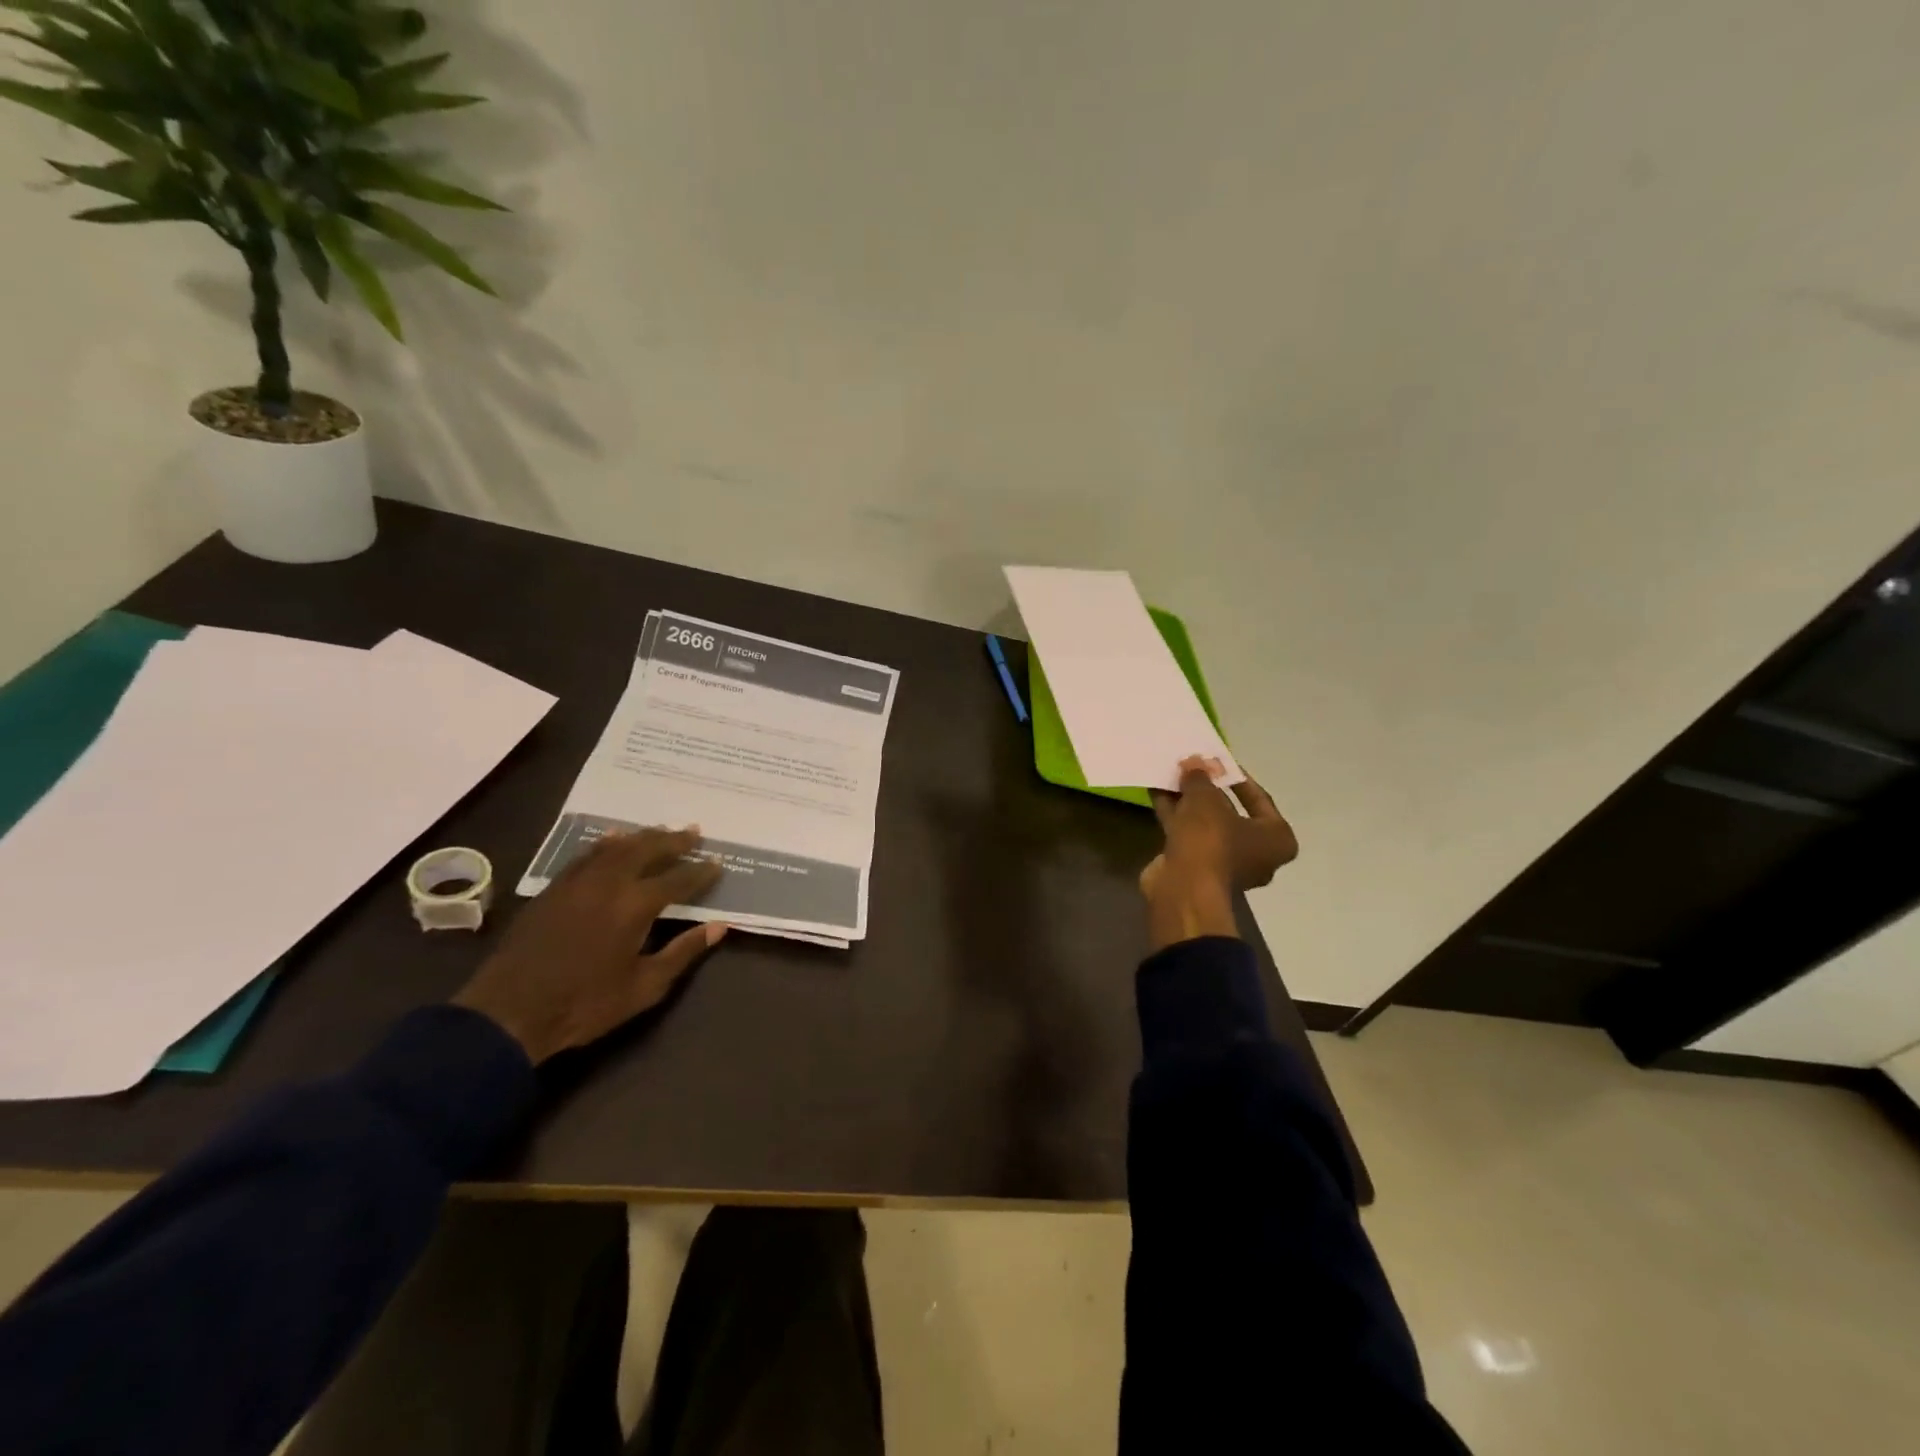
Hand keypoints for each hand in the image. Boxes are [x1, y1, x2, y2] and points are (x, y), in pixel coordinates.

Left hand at [454, 827, 726, 1063]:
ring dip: (644, 836)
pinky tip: (614, 839)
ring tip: (662, 830)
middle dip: (675, 841)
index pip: (678, 879)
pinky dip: (607, 844)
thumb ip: (683, 952)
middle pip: (648, 850)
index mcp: (635, 906)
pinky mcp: (554, 888)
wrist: (508, 1013)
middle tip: (695, 832)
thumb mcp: (644, 987)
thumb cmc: (584, 1005)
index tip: (718, 863)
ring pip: (617, 847)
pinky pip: (588, 855)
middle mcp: (609, 883)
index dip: (701, 872)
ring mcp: (578, 882)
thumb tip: (719, 927)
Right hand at [1140, 757, 1297, 949]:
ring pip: (1206, 824)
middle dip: (1208, 790)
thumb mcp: (1206, 799)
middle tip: (1192, 768)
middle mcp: (1256, 853)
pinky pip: (1188, 835)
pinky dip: (1175, 815)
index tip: (1217, 761)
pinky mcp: (1197, 869)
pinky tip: (1157, 793)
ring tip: (1170, 775)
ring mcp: (1225, 864)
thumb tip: (1195, 762)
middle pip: (1230, 812)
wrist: (1183, 889)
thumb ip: (1201, 777)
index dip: (1236, 777)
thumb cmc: (1210, 841)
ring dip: (1188, 801)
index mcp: (1276, 838)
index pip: (1260, 799)